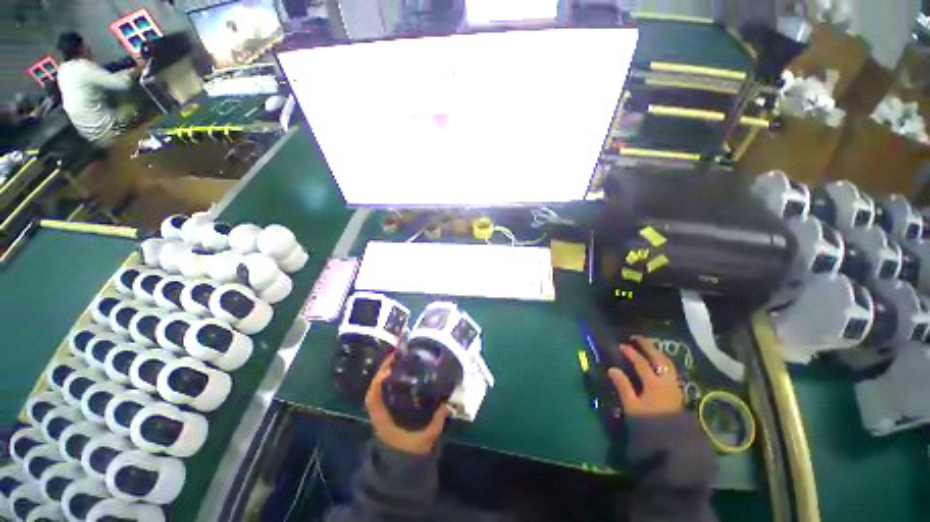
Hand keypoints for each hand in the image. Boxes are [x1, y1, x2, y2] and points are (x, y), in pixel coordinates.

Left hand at [365, 354, 448, 454]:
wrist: (404, 464)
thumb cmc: (412, 450)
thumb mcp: (425, 439)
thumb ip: (436, 423)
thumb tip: (447, 405)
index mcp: (383, 420)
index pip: (373, 399)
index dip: (378, 383)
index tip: (388, 370)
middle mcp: (380, 412)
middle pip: (375, 387)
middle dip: (383, 369)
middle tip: (396, 353)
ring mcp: (383, 409)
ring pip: (379, 387)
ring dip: (386, 371)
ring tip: (398, 356)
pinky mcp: (389, 408)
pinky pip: (385, 390)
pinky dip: (389, 378)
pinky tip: (400, 368)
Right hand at [608, 336, 683, 416]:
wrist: (671, 442)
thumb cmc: (648, 423)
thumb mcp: (631, 406)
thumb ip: (623, 386)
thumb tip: (612, 368)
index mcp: (654, 384)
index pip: (641, 363)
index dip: (630, 353)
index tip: (620, 346)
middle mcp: (667, 381)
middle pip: (659, 358)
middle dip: (648, 346)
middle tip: (636, 337)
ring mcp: (674, 386)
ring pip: (667, 363)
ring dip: (657, 352)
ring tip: (648, 346)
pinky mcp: (677, 392)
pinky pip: (670, 370)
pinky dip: (663, 361)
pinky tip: (658, 362)